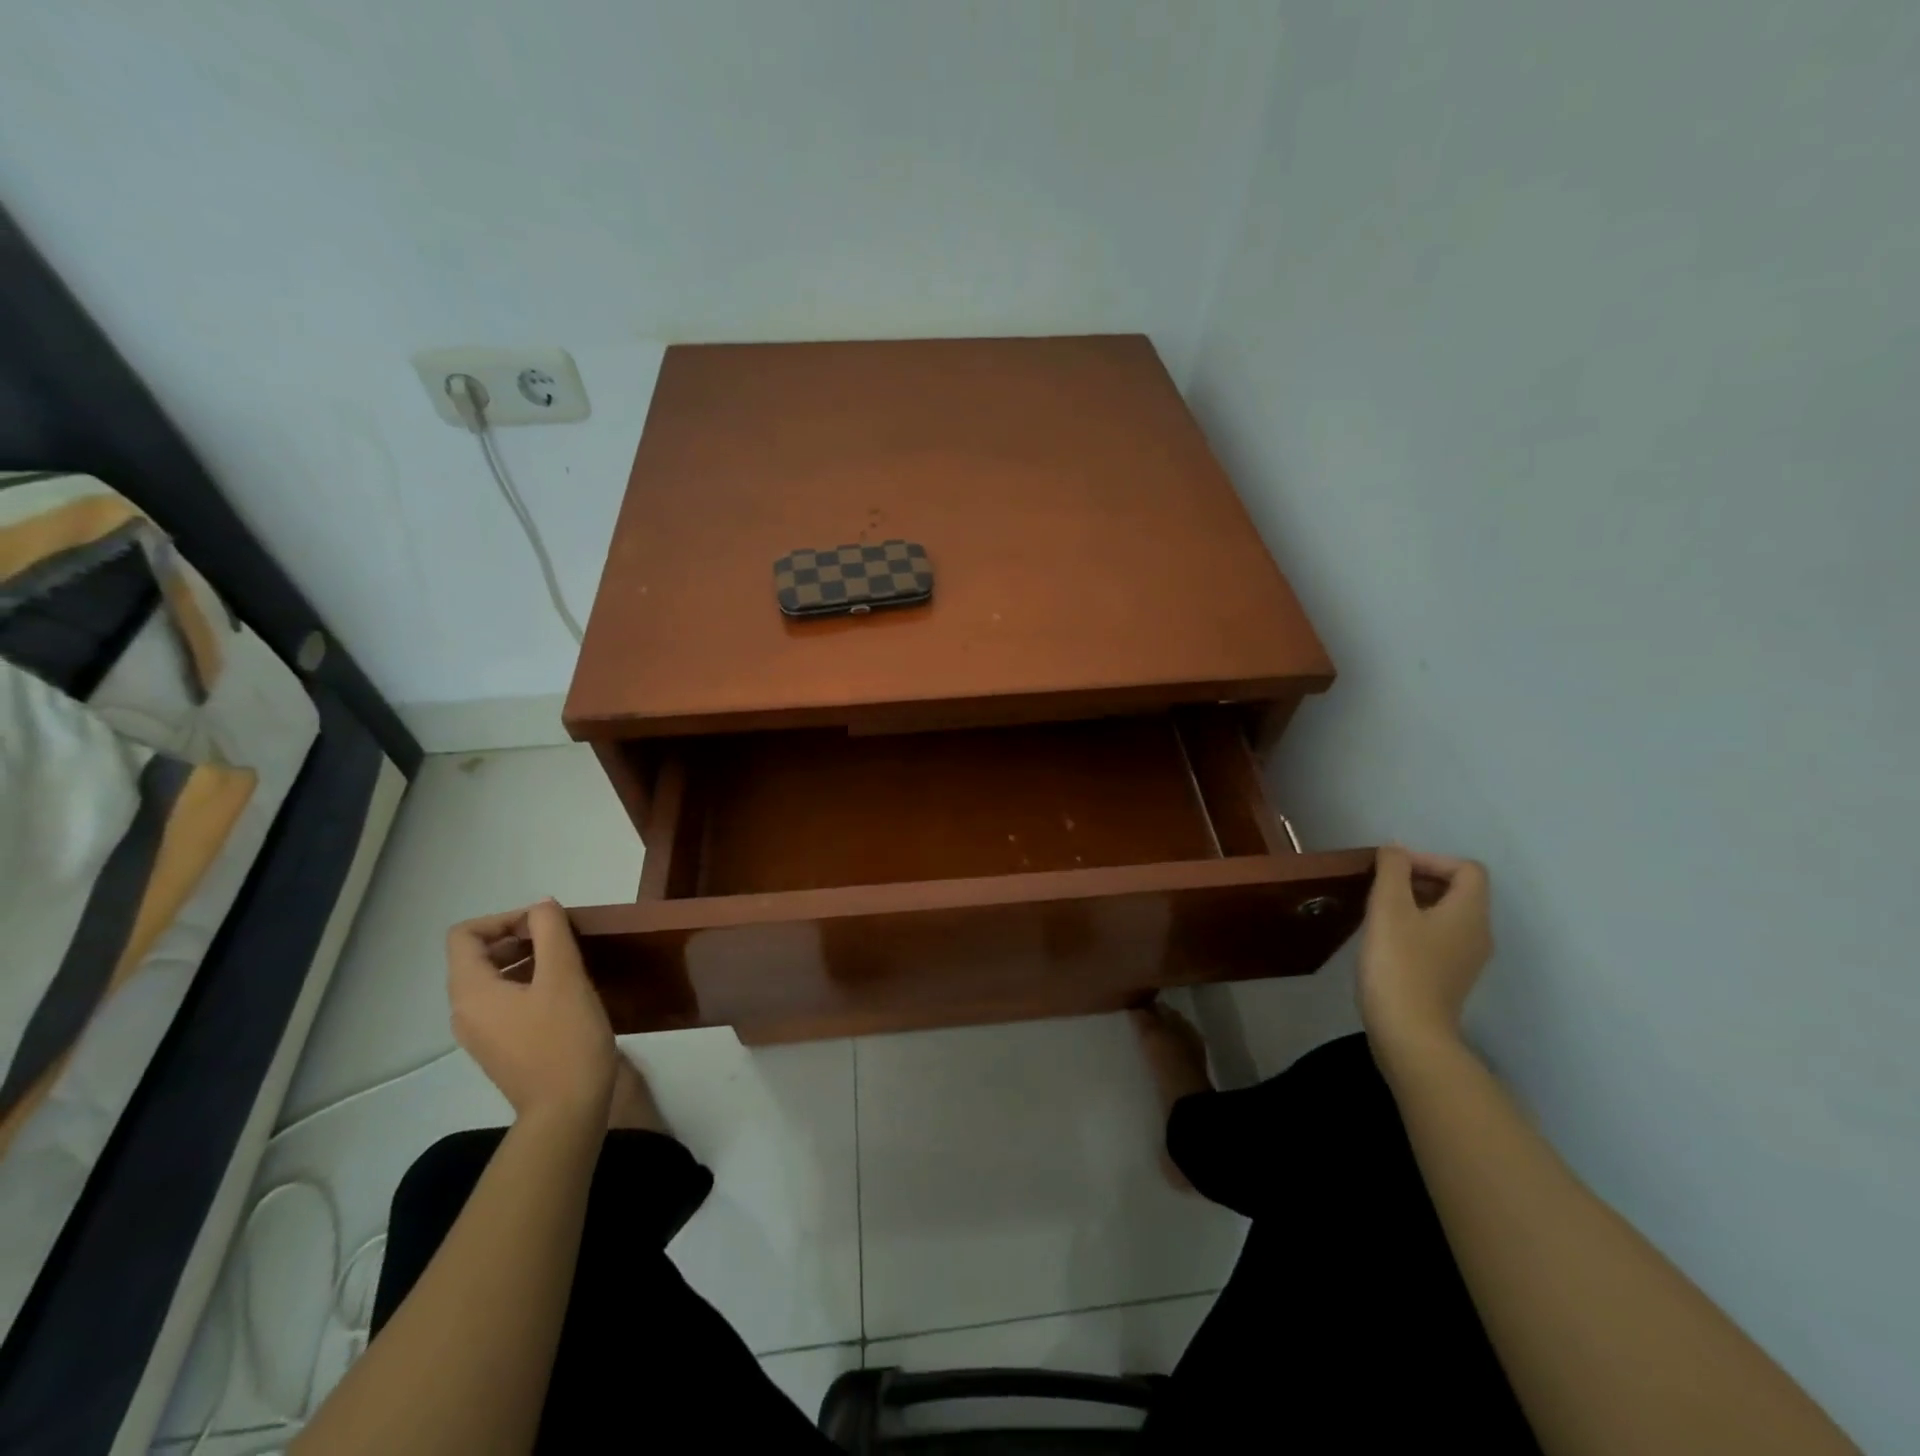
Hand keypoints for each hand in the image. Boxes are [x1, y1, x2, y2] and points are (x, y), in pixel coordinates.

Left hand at [446, 900, 617, 1123]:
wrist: (567, 1110)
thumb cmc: (565, 1038)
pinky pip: (505, 1001)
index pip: (465, 935)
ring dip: (527, 959)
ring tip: (569, 962)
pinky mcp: (501, 1047)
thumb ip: (550, 932)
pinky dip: (529, 984)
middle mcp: (465, 1011)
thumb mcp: (564, 976)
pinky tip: (565, 992)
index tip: (545, 925)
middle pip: (478, 955)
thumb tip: (541, 907)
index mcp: (471, 992)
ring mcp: (481, 1033)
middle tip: (562, 939)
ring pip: (494, 979)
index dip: (504, 918)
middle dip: (519, 937)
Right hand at [1357, 845, 1492, 1055]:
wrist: (1409, 1033)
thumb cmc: (1398, 964)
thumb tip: (1395, 850)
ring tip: (1378, 909)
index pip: (1467, 868)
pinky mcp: (1450, 977)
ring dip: (1415, 902)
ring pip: (1447, 914)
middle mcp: (1478, 933)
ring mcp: (1467, 958)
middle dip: (1420, 879)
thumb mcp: (1389, 908)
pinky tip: (1386, 938)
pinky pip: (1439, 937)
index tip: (1393, 869)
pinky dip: (1416, 926)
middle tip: (1380, 885)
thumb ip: (1393, 870)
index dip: (1431, 859)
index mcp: (1470, 913)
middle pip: (1459, 890)